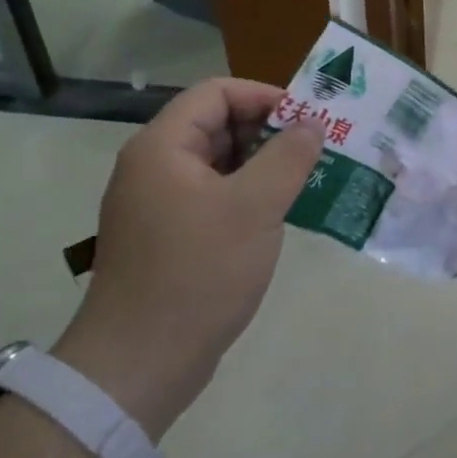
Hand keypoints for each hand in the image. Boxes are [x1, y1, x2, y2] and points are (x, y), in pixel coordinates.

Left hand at [52, 78, 324, 438]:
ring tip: (307, 180)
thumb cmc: (198, 273)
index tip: (308, 120)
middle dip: (269, 131)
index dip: (265, 96)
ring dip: (263, 165)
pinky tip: (280, 216)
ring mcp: (158, 205)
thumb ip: (288, 157)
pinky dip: (248, 196)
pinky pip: (213, 197)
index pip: (216, 93)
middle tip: (316, 150)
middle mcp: (154, 167)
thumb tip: (312, 124)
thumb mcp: (254, 208)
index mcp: (163, 147)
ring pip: (218, 164)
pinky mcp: (168, 237)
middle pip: (216, 125)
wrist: (139, 364)